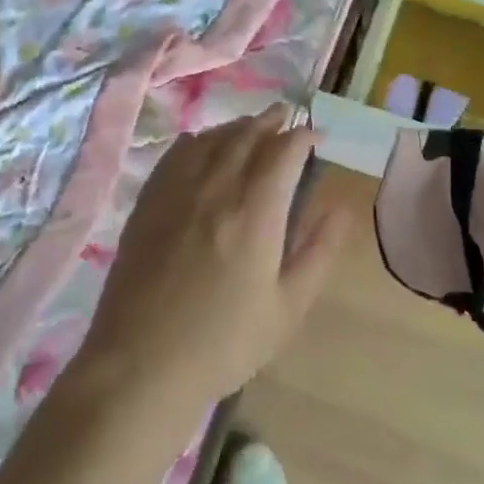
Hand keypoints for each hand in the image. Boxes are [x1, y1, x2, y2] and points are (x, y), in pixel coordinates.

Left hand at [74, 105, 351, 413]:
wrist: (141, 365)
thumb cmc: (225, 343)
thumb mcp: (288, 307)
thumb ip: (318, 251)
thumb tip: (342, 207)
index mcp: (256, 211)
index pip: (284, 151)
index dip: (304, 136)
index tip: (317, 138)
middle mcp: (216, 188)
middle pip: (247, 135)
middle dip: (271, 121)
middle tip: (286, 118)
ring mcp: (177, 192)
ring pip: (211, 139)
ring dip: (236, 127)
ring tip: (251, 127)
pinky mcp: (148, 203)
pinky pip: (175, 155)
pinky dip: (197, 141)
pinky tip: (201, 146)